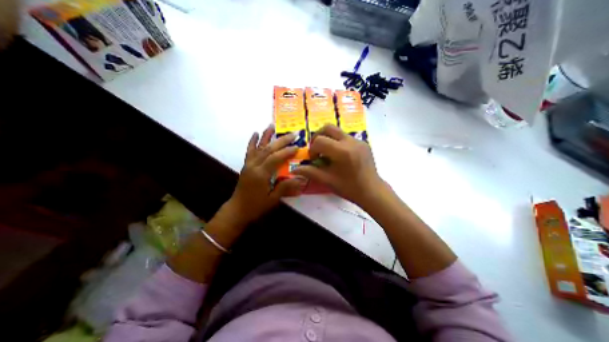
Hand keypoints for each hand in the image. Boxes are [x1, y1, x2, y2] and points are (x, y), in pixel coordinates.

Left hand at [224, 125, 303, 225]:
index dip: (287, 151)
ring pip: (259, 147)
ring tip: (272, 125)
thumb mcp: (272, 199)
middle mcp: (254, 166)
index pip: (276, 158)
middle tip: (293, 134)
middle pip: (268, 149)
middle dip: (281, 140)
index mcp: (261, 174)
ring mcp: (248, 164)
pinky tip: (255, 133)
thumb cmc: (256, 206)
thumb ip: (285, 187)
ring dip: (266, 136)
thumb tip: (300, 179)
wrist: (237, 209)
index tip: (297, 146)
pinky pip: (249, 151)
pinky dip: (252, 141)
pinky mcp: (246, 165)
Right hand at [293, 125, 381, 206]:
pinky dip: (338, 142)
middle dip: (318, 136)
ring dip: (328, 139)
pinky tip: (339, 156)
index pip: (319, 141)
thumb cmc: (349, 188)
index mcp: (342, 152)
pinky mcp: (363, 142)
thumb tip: (294, 170)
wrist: (371, 191)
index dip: (312, 149)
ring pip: (337, 131)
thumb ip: (310, 172)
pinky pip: (345, 136)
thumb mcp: (327, 180)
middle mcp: (350, 141)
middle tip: (317, 149)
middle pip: (328, 127)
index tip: (314, 160)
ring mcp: (358, 140)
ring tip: (328, 153)